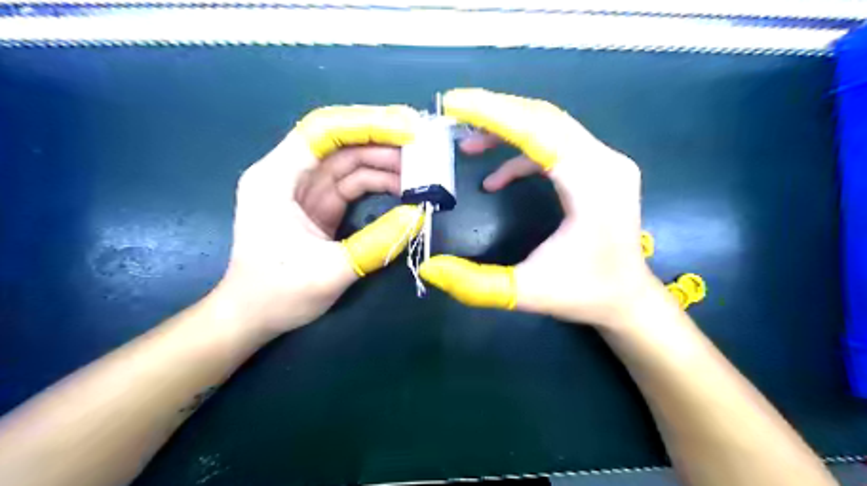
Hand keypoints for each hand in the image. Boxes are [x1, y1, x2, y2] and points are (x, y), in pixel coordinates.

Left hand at [212, 105, 425, 336]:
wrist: (252, 317)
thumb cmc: (277, 294)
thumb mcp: (329, 272)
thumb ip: (376, 243)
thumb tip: (418, 215)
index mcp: (276, 179)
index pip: (322, 131)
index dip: (366, 124)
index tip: (407, 131)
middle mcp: (289, 174)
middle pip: (340, 142)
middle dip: (383, 140)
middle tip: (424, 146)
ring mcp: (306, 189)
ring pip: (350, 161)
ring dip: (385, 162)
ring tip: (421, 170)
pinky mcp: (320, 205)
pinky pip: (353, 183)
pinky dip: (379, 182)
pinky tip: (403, 188)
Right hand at [421, 90, 656, 328]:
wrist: (626, 297)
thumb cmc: (583, 294)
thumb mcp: (525, 293)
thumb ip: (475, 284)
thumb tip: (430, 268)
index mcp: (593, 185)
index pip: (538, 131)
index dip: (493, 113)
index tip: (453, 103)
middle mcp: (606, 162)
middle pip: (544, 118)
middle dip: (494, 112)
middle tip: (452, 114)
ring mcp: (606, 162)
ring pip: (550, 125)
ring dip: (506, 128)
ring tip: (467, 144)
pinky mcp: (599, 169)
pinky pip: (556, 146)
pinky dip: (521, 154)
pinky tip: (496, 178)